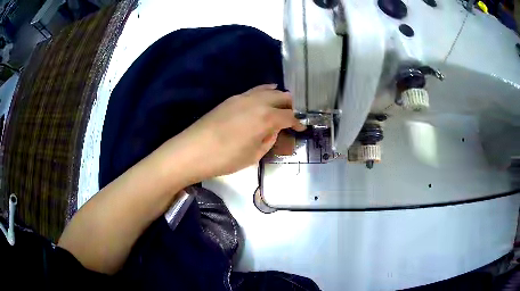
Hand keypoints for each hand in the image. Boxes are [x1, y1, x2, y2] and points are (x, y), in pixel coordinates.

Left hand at [166, 84, 304, 182]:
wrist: (193, 150)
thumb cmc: (225, 158)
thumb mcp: (254, 155)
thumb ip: (269, 139)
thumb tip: (274, 130)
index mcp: (266, 117)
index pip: (289, 116)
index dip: (298, 122)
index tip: (302, 127)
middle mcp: (257, 102)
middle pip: (282, 97)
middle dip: (292, 105)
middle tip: (294, 116)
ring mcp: (243, 97)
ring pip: (268, 90)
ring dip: (278, 97)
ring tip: (282, 105)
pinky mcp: (231, 98)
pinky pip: (254, 91)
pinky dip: (264, 92)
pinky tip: (264, 97)